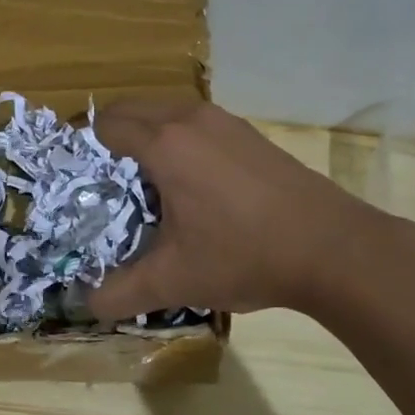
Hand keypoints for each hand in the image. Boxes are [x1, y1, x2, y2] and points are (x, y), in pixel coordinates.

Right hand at [87, 100, 377, 319]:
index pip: (105, 124)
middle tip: (107, 185)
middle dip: (111, 139)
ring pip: (165, 113)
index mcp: (164, 144)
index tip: (80, 181)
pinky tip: (193, 187)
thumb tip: (86, 305)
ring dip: (147, 138)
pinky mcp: (250, 134)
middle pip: (131, 109)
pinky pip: (196, 124)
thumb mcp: (174, 281)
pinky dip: (179, 142)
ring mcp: (225, 122)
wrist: (334, 249)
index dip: (85, 148)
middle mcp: (190, 119)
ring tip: (147, 186)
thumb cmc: (244, 256)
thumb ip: (119, 292)